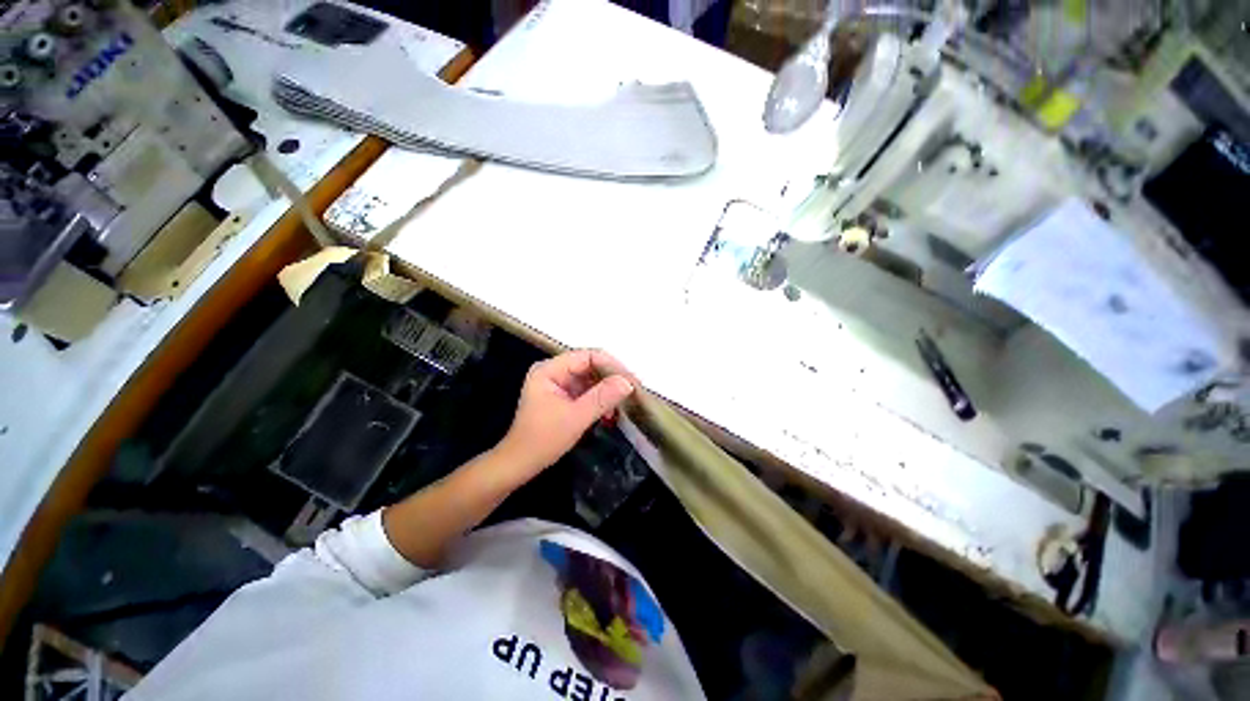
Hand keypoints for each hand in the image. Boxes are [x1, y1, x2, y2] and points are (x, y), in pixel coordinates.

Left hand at [496, 349, 636, 478]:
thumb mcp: (575, 418)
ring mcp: (558, 383)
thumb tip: (628, 382)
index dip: (611, 366)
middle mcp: (553, 371)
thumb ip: (602, 398)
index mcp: (550, 370)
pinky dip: (600, 399)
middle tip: (633, 391)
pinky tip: (611, 411)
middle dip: (611, 378)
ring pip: (590, 378)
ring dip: (608, 390)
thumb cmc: (543, 440)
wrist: (520, 464)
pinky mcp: (563, 396)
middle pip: (590, 365)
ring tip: (625, 402)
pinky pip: (586, 390)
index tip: (631, 381)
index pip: (587, 356)